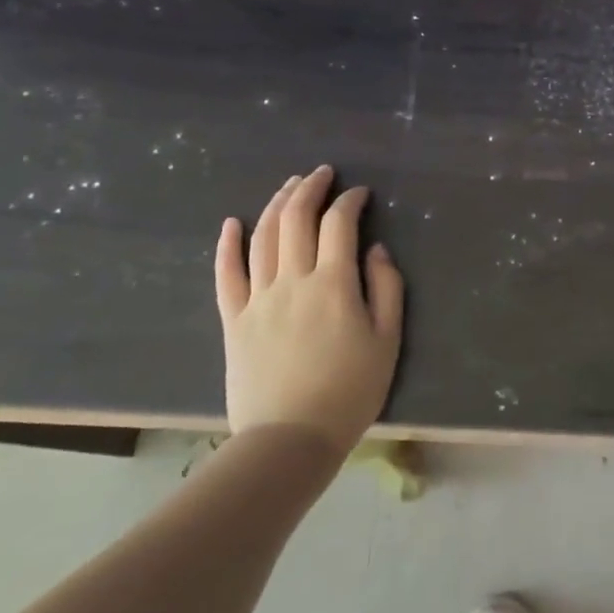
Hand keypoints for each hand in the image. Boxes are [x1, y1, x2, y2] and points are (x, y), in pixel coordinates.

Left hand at [214, 166, 404, 450]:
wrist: (290, 439)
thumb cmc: (349, 391)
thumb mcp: (387, 341)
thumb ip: (387, 289)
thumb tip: (376, 250)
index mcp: (334, 284)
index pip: (339, 224)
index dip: (350, 201)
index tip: (360, 193)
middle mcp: (292, 280)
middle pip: (295, 219)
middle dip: (309, 188)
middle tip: (322, 173)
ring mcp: (258, 298)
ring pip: (262, 237)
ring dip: (275, 204)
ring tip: (289, 186)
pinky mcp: (233, 320)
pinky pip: (226, 274)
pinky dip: (227, 244)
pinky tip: (232, 223)